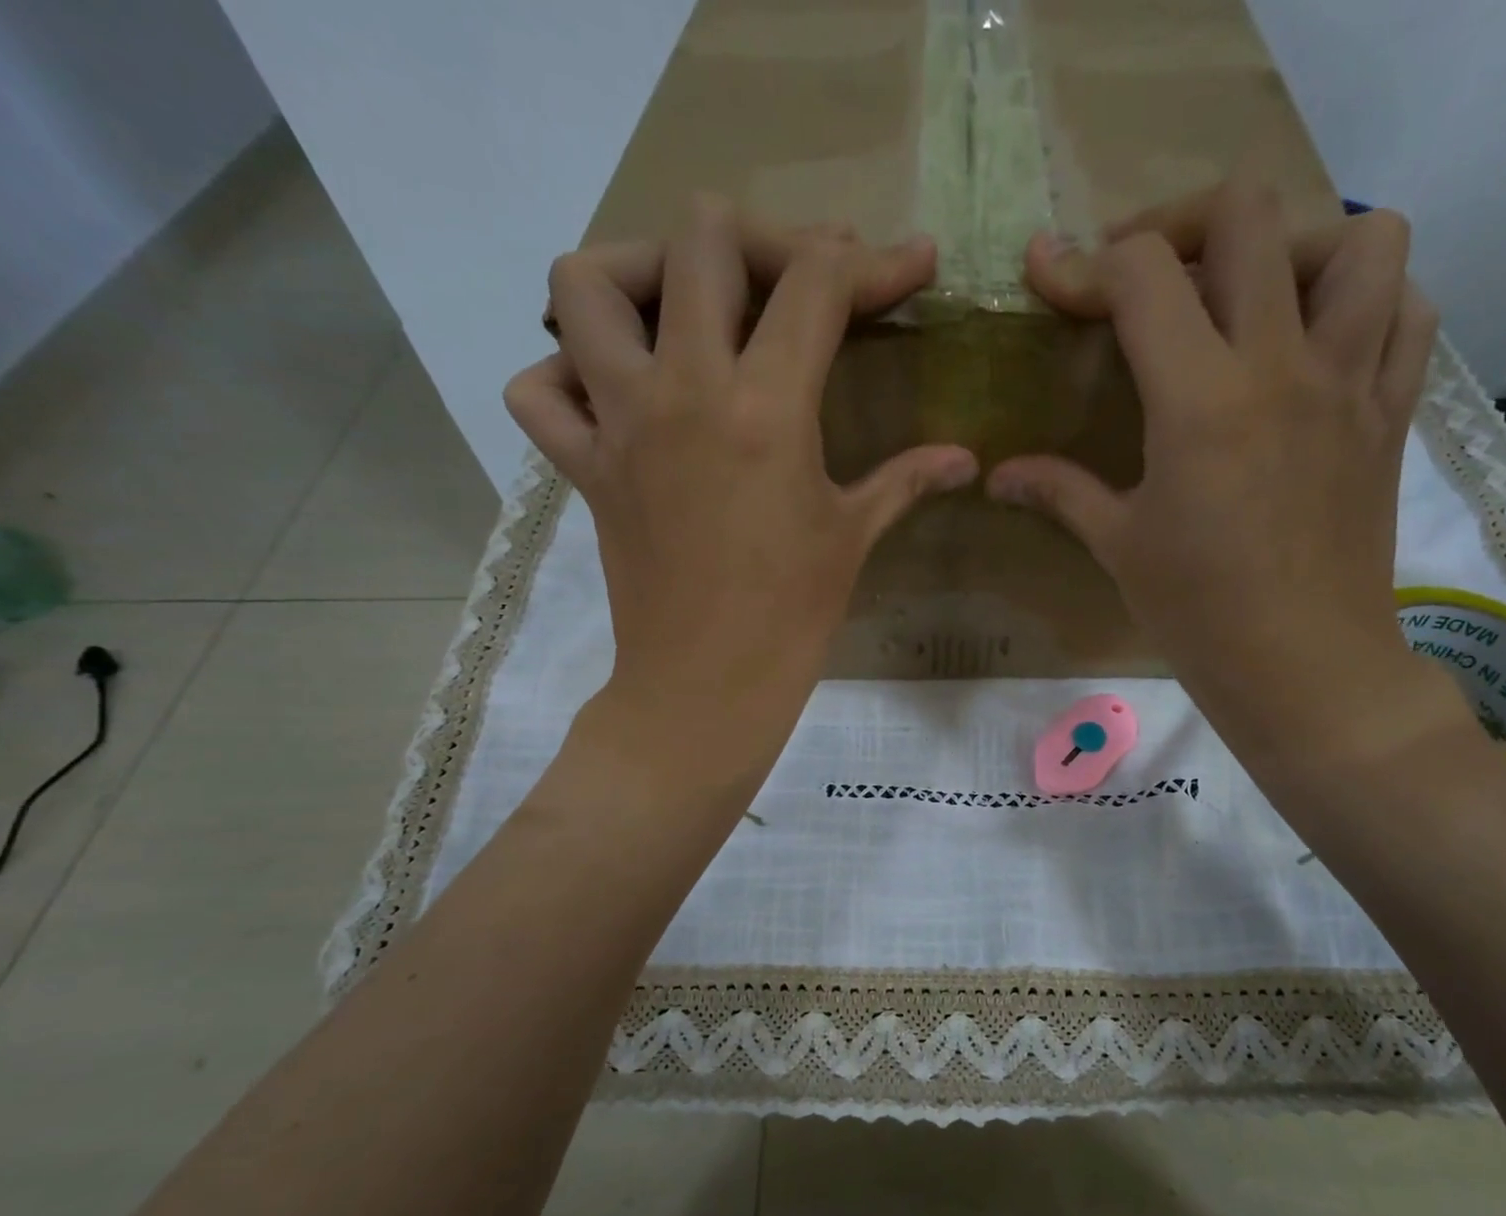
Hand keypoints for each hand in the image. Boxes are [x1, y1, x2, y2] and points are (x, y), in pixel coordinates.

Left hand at [505, 197, 977, 756]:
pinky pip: (538, 391)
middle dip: (758, 240)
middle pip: (700, 238)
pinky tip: (611, 393)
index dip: (873, 261)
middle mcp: (684, 391)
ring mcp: (620, 424)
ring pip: (586, 284)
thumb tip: (966, 460)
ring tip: (678, 307)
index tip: (909, 265)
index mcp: (768, 409)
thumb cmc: (792, 617)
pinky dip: (563, 375)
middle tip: (787, 284)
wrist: (708, 686)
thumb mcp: (853, 537)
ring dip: (635, 272)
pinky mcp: (582, 465)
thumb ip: (907, 480)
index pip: (817, 285)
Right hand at [988, 172, 1460, 774]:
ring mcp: (1349, 382)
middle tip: (1147, 278)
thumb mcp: (1120, 547)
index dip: (1083, 264)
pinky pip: (1409, 310)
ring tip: (1254, 298)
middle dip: (1180, 224)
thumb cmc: (1199, 615)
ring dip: (1298, 246)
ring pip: (1361, 239)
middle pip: (1248, 214)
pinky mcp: (1390, 412)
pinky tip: (1321, 341)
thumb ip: (1060, 491)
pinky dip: (1370, 299)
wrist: (1304, 669)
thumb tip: (997, 475)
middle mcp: (1281, 366)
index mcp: (1199, 402)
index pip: (1142, 274)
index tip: (1049, 277)